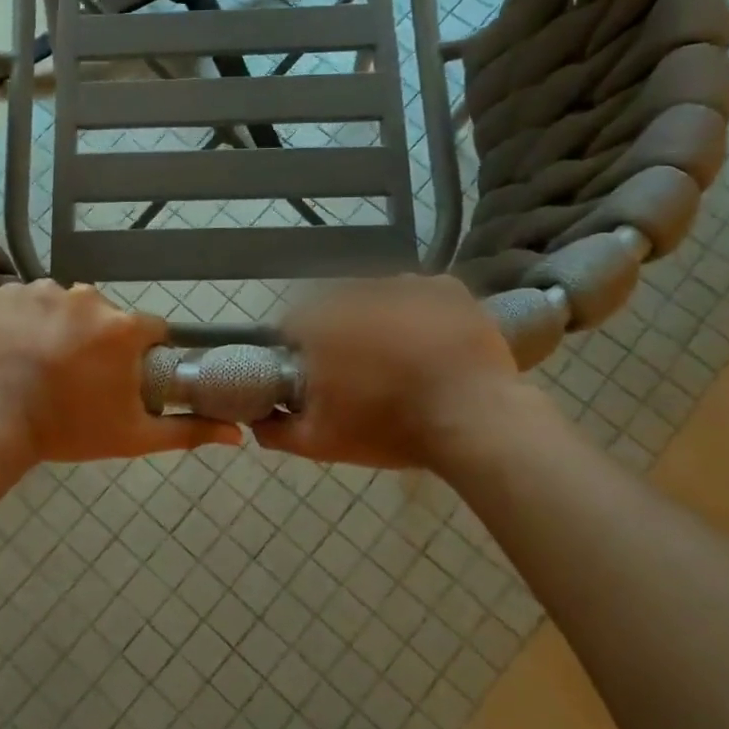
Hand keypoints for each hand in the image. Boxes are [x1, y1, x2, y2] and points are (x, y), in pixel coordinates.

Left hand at [0, 282, 243, 464]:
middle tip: (77, 378)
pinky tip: (18, 348)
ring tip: (42, 363)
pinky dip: (28, 319)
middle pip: (107, 316)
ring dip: (63, 327)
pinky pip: (31, 300)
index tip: (122, 378)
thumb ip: (188, 431)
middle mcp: (88, 297)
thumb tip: (238, 434)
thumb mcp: (132, 436)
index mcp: (123, 328)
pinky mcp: (9, 291)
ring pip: (68, 306)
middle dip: (100, 341)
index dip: (140, 354)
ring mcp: (44, 290)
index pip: (149, 330)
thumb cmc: (67, 429)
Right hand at [254, 275, 530, 468]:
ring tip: (402, 359)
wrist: (475, 422)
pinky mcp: (445, 288)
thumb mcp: (321, 443)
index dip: (302, 351)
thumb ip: (275, 430)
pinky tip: (430, 341)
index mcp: (321, 323)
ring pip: (379, 298)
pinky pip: (420, 294)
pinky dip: (421, 312)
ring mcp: (405, 286)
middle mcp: (358, 292)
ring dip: (381, 320)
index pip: (293, 326)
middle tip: (363, 373)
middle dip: (342, 334)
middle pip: (336, 308)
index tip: (319, 376)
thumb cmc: (389, 428)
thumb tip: (253, 418)